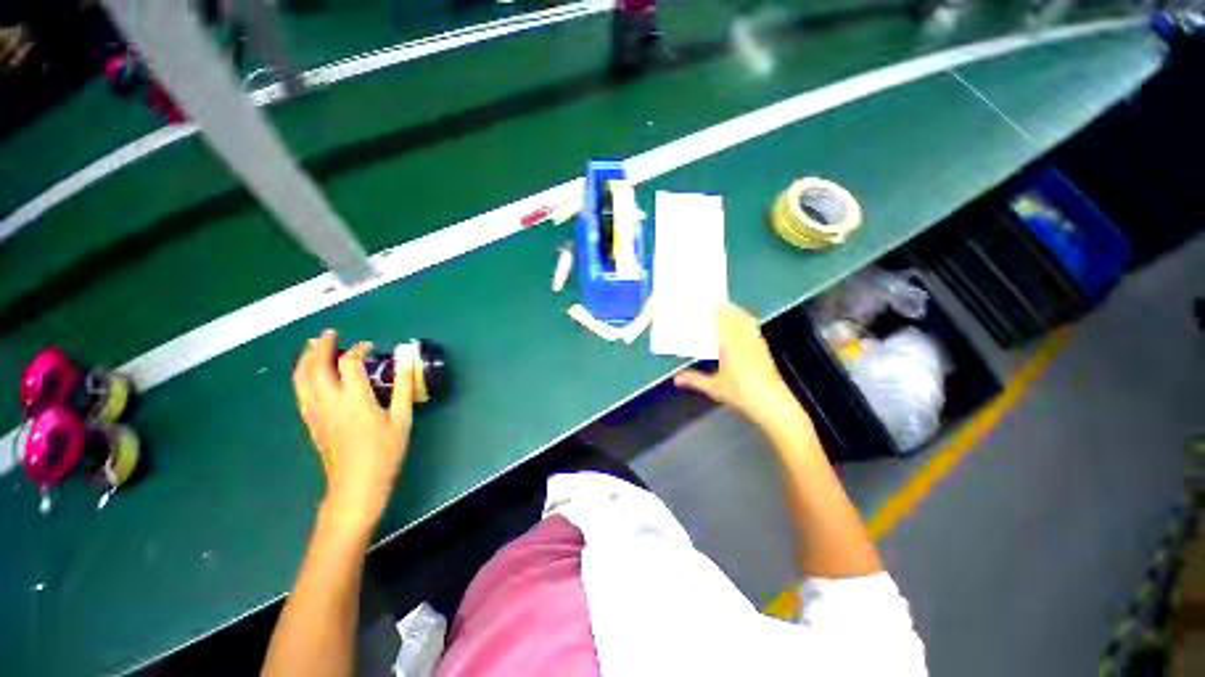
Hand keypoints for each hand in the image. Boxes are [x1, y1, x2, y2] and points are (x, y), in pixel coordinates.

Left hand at [293, 329, 414, 533]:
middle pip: (317, 366)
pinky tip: (308, 375)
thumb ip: (402, 389)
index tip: (370, 346)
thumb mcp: (402, 420)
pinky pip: (300, 392)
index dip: (360, 349)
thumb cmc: (384, 451)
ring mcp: (315, 412)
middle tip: (330, 334)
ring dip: (305, 358)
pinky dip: (301, 376)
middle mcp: (329, 401)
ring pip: (301, 378)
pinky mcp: (310, 422)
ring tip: (312, 346)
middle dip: (322, 346)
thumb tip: (406, 364)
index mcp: (355, 399)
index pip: (350, 363)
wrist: (356, 484)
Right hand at [674, 303, 802, 428]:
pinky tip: (743, 327)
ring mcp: (757, 344)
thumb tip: (676, 378)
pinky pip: (754, 329)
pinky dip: (747, 323)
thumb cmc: (740, 393)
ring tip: (728, 310)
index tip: (708, 301)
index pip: (722, 320)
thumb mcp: (714, 387)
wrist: (772, 403)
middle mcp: (744, 339)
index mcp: (730, 344)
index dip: (716, 309)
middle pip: (736, 316)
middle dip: (726, 308)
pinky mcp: (764, 350)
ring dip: (738, 313)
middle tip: (715, 303)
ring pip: (747, 321)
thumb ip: (694, 380)